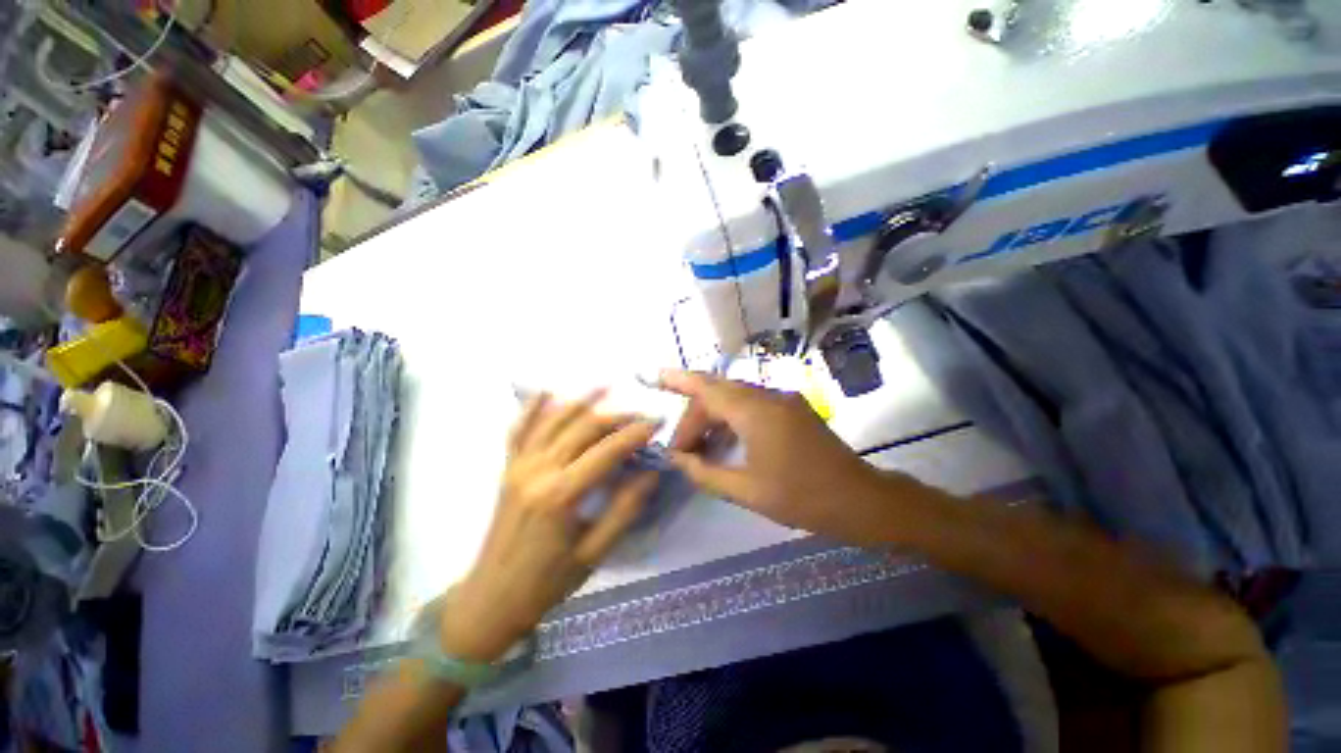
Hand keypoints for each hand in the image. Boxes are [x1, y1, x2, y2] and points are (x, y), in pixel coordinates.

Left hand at [439, 391, 659, 661]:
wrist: (491, 598)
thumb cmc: (547, 581)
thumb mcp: (595, 553)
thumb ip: (625, 509)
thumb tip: (652, 473)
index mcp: (560, 495)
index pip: (607, 451)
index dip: (635, 433)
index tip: (658, 422)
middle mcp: (537, 470)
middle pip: (582, 428)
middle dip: (616, 416)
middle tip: (641, 412)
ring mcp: (518, 465)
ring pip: (553, 420)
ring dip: (580, 401)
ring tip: (605, 386)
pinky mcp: (507, 468)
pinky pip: (518, 430)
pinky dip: (531, 408)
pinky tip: (545, 391)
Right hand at [660, 370, 890, 543]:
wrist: (862, 500)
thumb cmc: (803, 498)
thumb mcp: (747, 491)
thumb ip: (706, 472)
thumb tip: (678, 460)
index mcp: (755, 412)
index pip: (707, 388)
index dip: (679, 380)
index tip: (655, 378)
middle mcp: (768, 396)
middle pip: (718, 392)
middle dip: (694, 415)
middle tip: (680, 448)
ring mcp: (783, 400)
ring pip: (735, 398)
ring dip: (713, 418)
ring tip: (698, 448)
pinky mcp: (792, 408)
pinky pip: (752, 405)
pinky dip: (732, 419)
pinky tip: (724, 443)